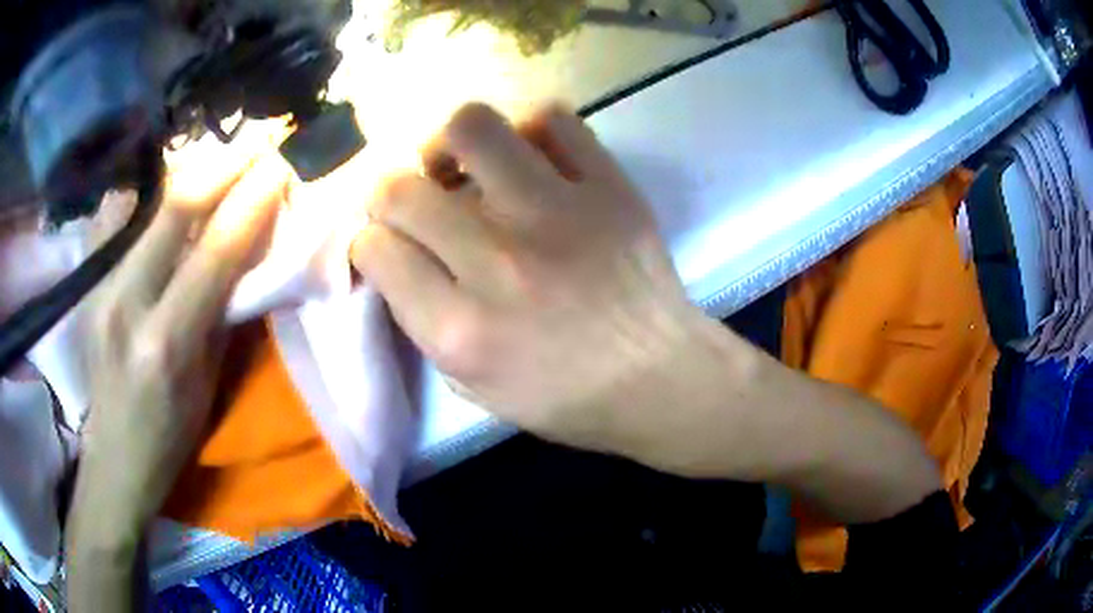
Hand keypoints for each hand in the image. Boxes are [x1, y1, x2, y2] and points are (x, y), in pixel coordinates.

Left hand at [73, 153, 289, 537]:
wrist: (115, 455)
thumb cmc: (172, 433)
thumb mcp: (209, 381)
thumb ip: (224, 307)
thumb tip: (249, 246)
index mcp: (167, 341)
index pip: (216, 249)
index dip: (253, 199)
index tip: (281, 166)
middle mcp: (127, 301)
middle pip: (175, 205)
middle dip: (223, 164)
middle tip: (257, 144)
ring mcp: (101, 284)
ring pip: (147, 199)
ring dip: (190, 170)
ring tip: (221, 160)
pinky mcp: (89, 278)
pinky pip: (120, 214)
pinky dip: (148, 191)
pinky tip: (167, 188)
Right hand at [352, 103, 940, 523]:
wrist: (687, 395)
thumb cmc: (584, 407)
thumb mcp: (487, 387)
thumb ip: (431, 313)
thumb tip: (397, 250)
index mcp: (469, 334)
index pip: (378, 241)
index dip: (371, 228)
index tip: (380, 229)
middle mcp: (509, 266)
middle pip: (411, 180)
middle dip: (400, 182)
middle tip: (420, 193)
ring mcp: (570, 216)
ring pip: (476, 126)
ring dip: (461, 140)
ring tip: (477, 165)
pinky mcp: (620, 187)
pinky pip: (557, 117)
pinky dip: (538, 128)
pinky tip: (543, 157)